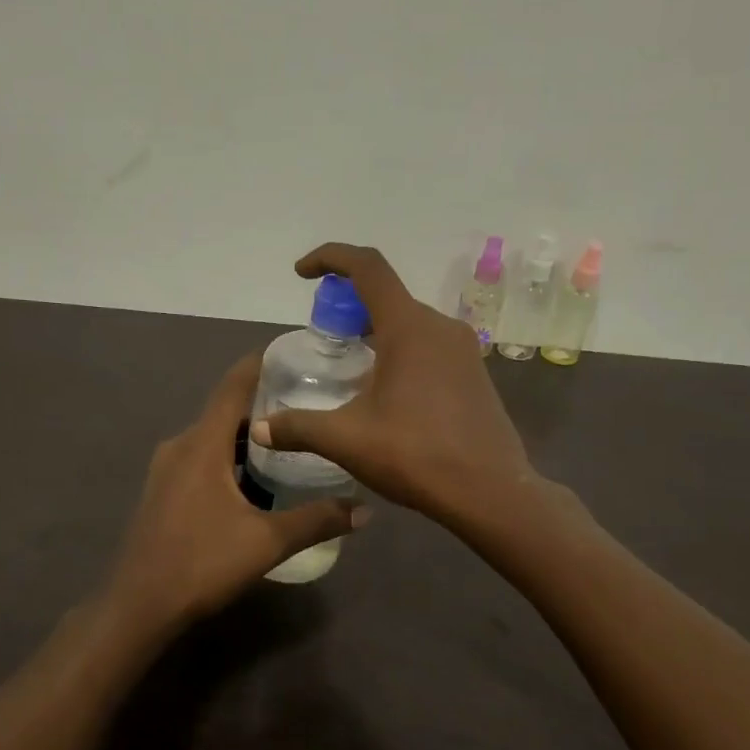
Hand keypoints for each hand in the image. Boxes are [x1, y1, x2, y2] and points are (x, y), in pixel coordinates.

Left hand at [106, 353, 368, 627]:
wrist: (139, 604)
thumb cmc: (201, 563)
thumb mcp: (267, 542)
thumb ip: (317, 521)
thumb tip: (365, 510)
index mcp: (202, 443)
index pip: (234, 385)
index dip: (262, 364)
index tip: (294, 354)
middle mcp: (180, 444)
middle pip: (226, 410)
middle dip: (265, 404)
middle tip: (309, 404)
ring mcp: (166, 468)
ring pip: (213, 437)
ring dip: (247, 436)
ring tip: (290, 440)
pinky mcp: (163, 490)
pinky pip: (201, 458)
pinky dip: (229, 457)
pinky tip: (255, 479)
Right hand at [249, 243, 535, 524]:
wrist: (490, 493)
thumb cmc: (416, 455)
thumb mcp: (347, 440)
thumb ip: (298, 427)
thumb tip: (259, 428)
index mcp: (409, 328)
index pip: (367, 267)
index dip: (330, 257)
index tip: (302, 273)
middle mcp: (440, 327)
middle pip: (387, 295)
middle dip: (348, 305)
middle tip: (323, 334)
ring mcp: (463, 350)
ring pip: (409, 323)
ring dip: (375, 330)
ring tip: (349, 364)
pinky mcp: (474, 374)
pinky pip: (428, 345)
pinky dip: (399, 350)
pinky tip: (385, 392)